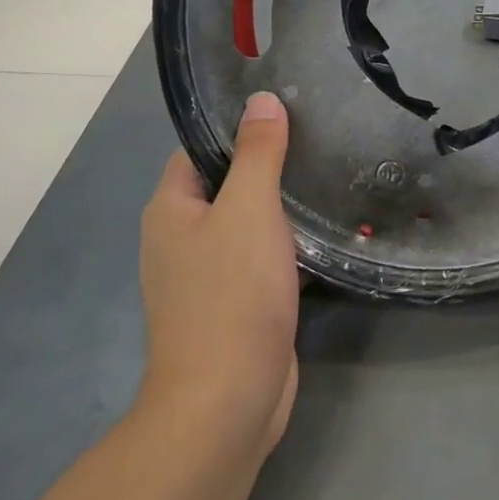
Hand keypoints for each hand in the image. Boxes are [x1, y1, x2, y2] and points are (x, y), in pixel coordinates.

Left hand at [139, 91, 299, 457]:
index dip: (237, 126)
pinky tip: (325, 231)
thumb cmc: (231, 294)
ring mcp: (207, 275)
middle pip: (225, 184)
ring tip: (328, 174)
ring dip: (281, 206)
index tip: (286, 108)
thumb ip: (257, 153)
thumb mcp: (248, 209)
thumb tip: (262, 100)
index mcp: (170, 209)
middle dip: (267, 163)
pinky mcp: (235, 304)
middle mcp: (180, 238)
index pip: (200, 148)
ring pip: (246, 223)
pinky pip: (260, 259)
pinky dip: (287, 244)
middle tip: (318, 138)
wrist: (228, 400)